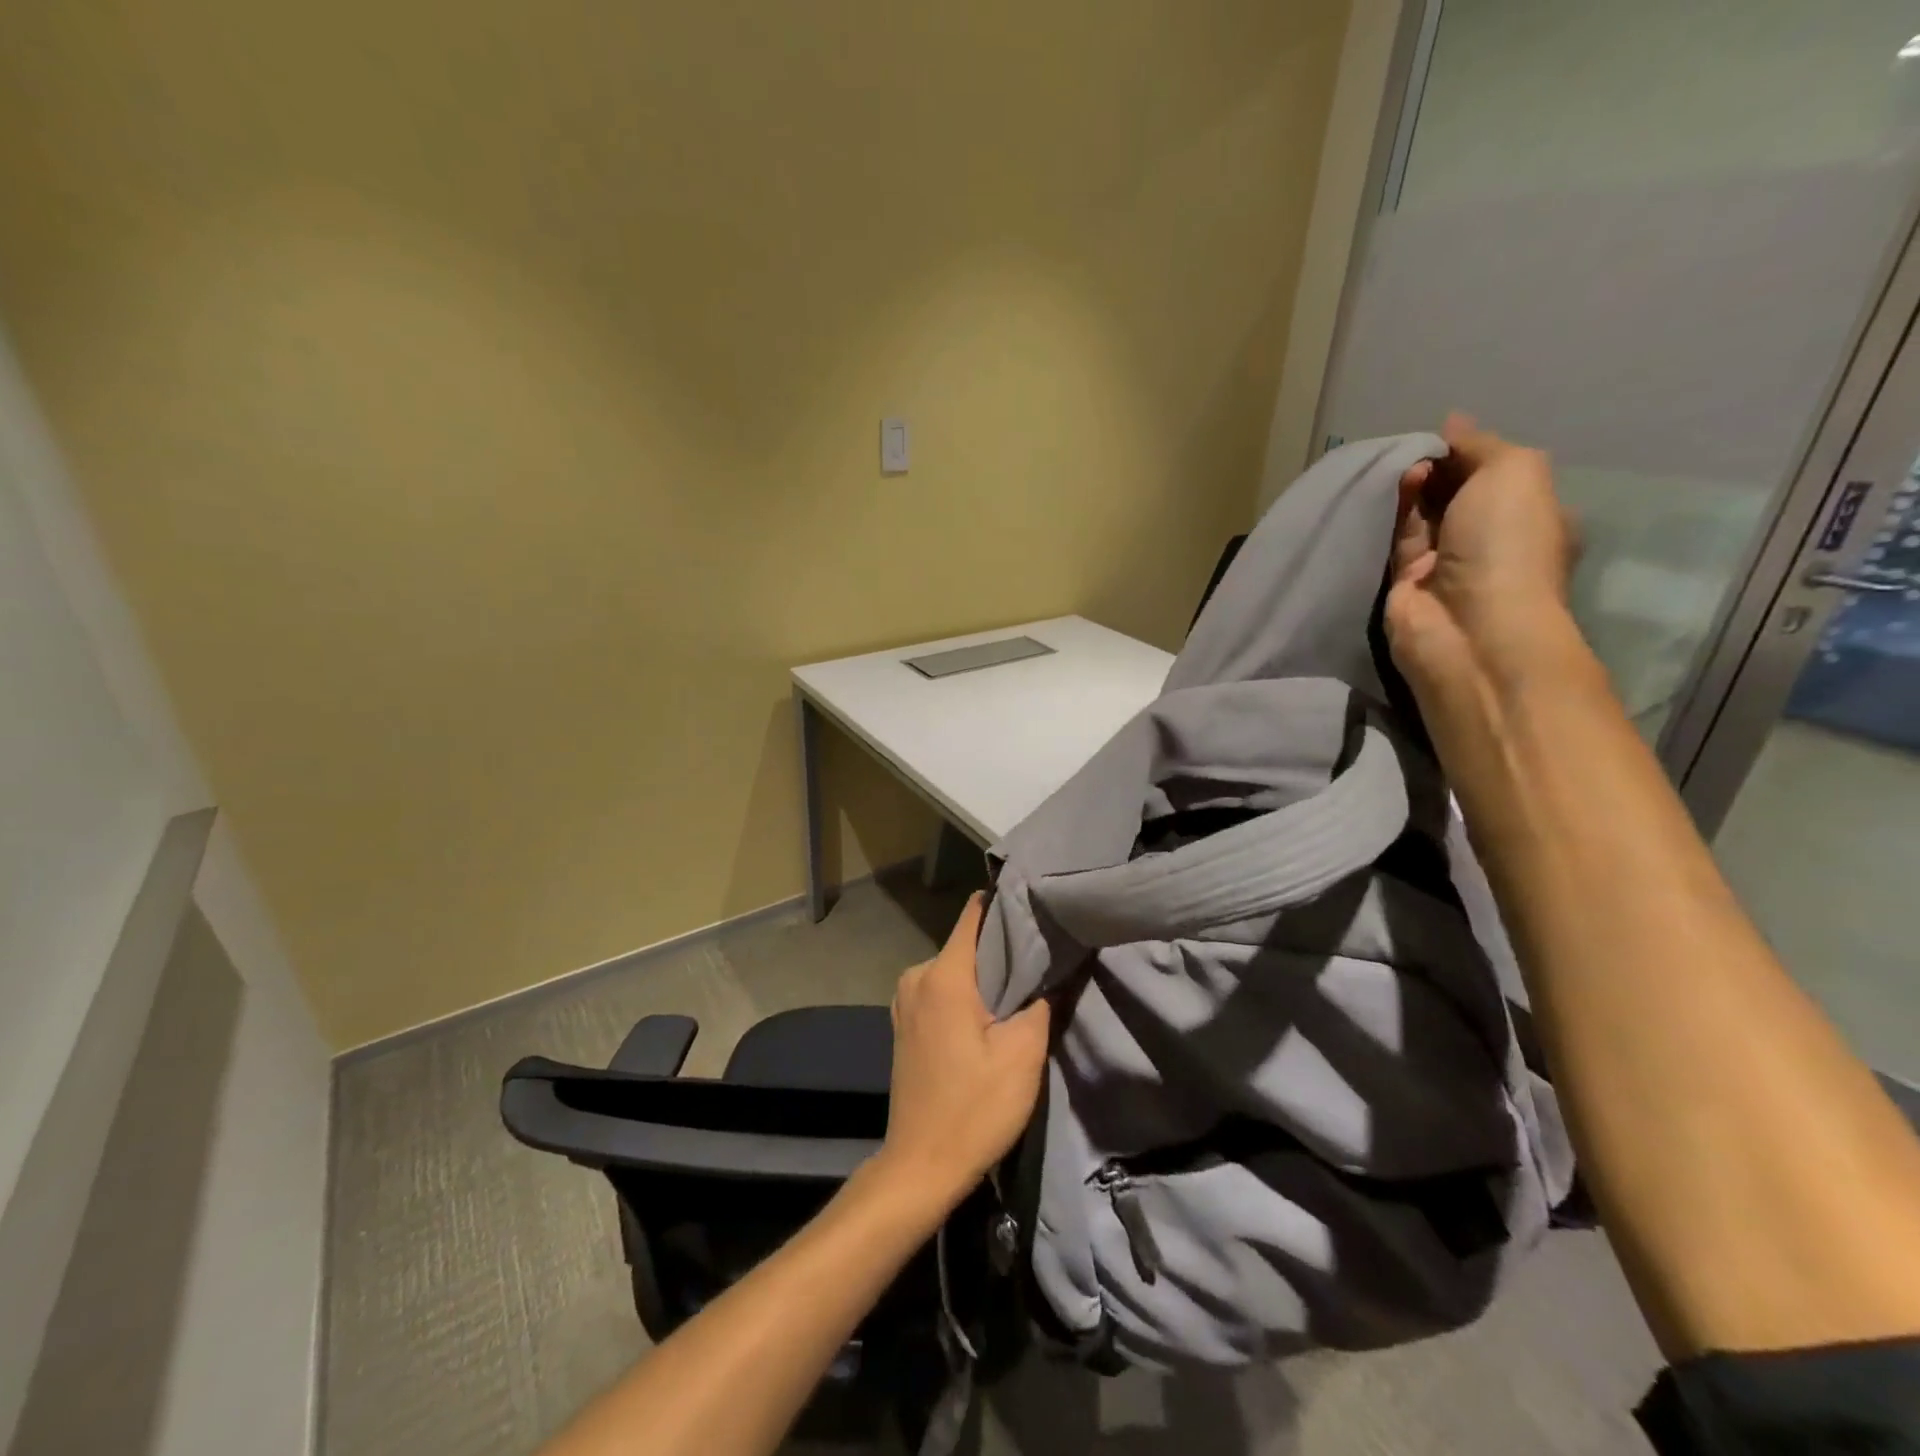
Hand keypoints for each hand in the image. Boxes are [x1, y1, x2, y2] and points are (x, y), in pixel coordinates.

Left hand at [874, 894, 1051, 1210]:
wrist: (921, 1166)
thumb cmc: (974, 1108)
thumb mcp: (1023, 1054)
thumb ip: (1042, 1001)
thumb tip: (1055, 967)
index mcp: (942, 974)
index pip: (974, 914)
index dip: (1006, 905)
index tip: (1037, 903)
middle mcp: (916, 976)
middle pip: (967, 944)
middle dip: (1003, 948)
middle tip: (1043, 955)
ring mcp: (905, 1000)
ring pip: (956, 969)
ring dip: (986, 976)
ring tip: (1024, 986)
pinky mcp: (905, 1023)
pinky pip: (942, 991)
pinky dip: (967, 994)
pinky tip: (992, 1014)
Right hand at [1385, 413, 1580, 698]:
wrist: (1467, 625)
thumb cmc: (1507, 545)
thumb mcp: (1515, 472)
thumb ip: (1480, 445)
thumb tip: (1451, 424)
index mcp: (1532, 515)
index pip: (1498, 474)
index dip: (1472, 451)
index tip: (1445, 435)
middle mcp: (1491, 540)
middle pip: (1458, 493)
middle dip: (1440, 467)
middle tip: (1418, 450)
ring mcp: (1447, 564)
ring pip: (1426, 514)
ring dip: (1416, 487)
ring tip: (1405, 467)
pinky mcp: (1406, 582)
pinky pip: (1399, 538)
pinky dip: (1397, 512)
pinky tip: (1394, 489)